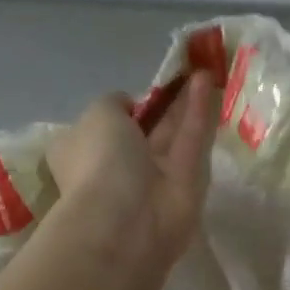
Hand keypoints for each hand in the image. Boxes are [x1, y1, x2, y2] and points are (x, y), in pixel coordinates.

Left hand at [47, 72, 218, 272]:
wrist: (126, 221)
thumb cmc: (100, 163)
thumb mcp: (97, 113)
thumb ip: (115, 103)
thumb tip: (131, 106)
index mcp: (84, 151)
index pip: (104, 127)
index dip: (123, 109)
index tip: (142, 93)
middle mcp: (118, 165)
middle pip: (144, 131)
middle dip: (162, 104)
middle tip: (182, 72)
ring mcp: (154, 178)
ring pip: (172, 135)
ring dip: (184, 103)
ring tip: (201, 68)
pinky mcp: (186, 184)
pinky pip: (191, 142)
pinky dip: (197, 113)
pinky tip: (206, 80)